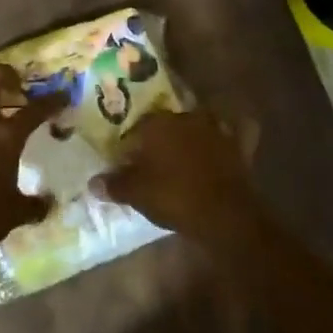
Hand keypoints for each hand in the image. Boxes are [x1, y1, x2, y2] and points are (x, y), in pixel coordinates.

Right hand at [92, 108, 258, 239]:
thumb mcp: (136, 193)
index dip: (130, 145)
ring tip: (185, 149)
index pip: (137, 128)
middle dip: (160, 136)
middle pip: (168, 123)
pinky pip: (237, 131)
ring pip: (201, 121)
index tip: (126, 162)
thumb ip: (114, 184)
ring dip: (194, 131)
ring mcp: (216, 130)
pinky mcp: (239, 146)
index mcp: (158, 124)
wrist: (224, 214)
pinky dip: (233, 132)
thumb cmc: (173, 197)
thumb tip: (93, 182)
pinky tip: (227, 139)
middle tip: (153, 157)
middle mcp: (187, 118)